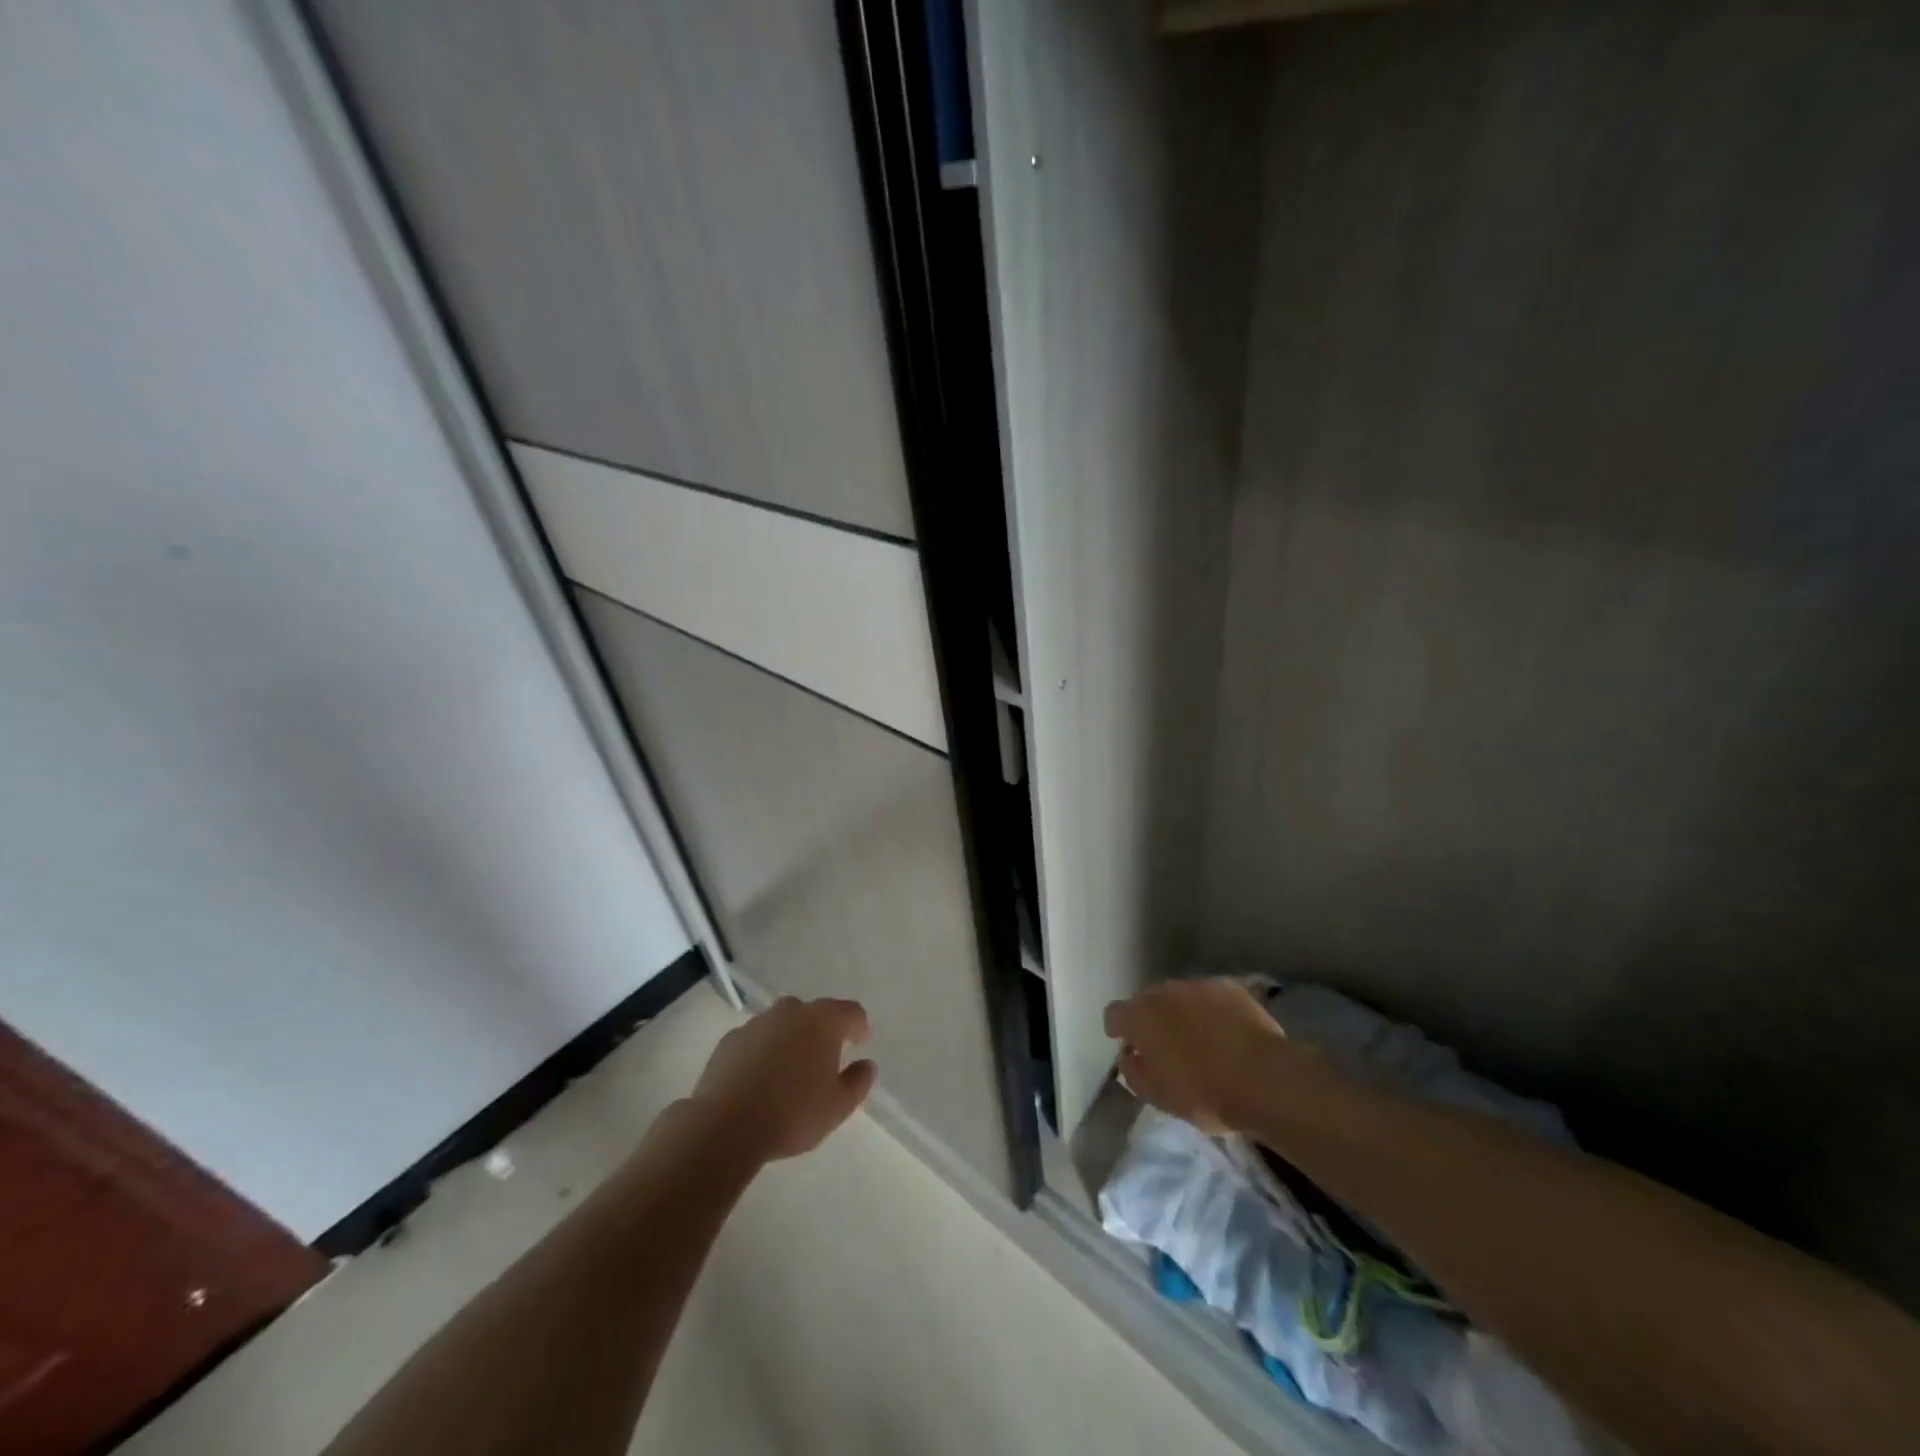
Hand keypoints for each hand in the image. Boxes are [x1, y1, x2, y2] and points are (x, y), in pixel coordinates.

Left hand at [690, 996, 876, 1163]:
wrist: (725, 1125)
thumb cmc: (792, 1113)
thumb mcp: (838, 1106)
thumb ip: (858, 1082)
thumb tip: (867, 1065)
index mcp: (823, 1022)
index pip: (850, 1011)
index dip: (859, 1025)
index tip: (861, 1041)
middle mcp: (791, 1013)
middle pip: (813, 1012)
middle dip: (822, 1029)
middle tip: (825, 1056)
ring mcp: (757, 1023)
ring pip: (782, 1023)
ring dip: (790, 1038)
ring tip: (790, 1067)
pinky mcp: (729, 1041)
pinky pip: (756, 1039)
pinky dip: (763, 1051)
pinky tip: (760, 1076)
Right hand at [1104, 979, 1289, 1134]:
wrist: (1264, 1078)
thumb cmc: (1203, 1092)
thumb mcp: (1158, 1096)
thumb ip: (1134, 1073)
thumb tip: (1128, 1057)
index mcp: (1140, 1016)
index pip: (1115, 1013)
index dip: (1117, 1028)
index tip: (1126, 1044)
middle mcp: (1164, 991)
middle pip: (1148, 1001)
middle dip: (1152, 1020)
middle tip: (1165, 1047)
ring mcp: (1198, 985)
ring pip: (1180, 997)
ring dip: (1182, 1014)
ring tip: (1198, 1040)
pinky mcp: (1230, 988)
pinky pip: (1211, 998)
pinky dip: (1211, 1012)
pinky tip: (1226, 1033)